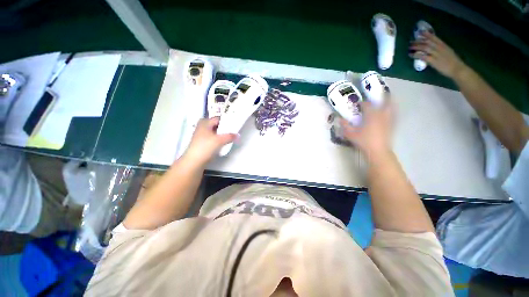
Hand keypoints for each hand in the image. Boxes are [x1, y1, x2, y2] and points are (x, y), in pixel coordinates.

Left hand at [184, 117, 236, 164]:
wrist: (194, 161)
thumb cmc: (206, 147)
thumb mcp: (220, 140)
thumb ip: (230, 136)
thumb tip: (238, 135)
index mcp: (204, 123)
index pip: (217, 119)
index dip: (226, 121)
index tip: (234, 124)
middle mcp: (202, 127)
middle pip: (216, 125)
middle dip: (224, 128)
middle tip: (233, 130)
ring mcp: (201, 136)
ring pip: (214, 132)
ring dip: (222, 134)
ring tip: (230, 137)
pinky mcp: (202, 144)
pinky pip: (212, 138)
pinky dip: (218, 139)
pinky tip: (223, 143)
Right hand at [340, 101, 393, 156]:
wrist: (378, 151)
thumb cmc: (364, 141)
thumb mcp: (350, 134)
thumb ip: (345, 126)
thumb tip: (339, 119)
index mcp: (371, 115)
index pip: (366, 105)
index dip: (361, 103)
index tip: (357, 104)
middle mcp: (381, 114)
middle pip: (385, 101)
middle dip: (382, 97)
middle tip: (378, 95)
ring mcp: (388, 120)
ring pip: (392, 107)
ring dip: (389, 102)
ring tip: (387, 100)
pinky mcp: (392, 125)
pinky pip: (394, 114)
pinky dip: (392, 111)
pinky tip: (389, 113)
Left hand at [409, 31, 466, 78]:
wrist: (457, 69)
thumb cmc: (453, 62)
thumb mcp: (448, 52)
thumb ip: (441, 49)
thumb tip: (433, 47)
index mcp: (444, 45)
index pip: (434, 38)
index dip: (427, 34)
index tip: (420, 32)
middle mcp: (440, 48)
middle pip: (428, 42)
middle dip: (419, 41)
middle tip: (411, 41)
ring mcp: (437, 54)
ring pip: (425, 48)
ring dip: (416, 47)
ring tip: (409, 47)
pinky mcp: (434, 61)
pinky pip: (423, 56)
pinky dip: (417, 55)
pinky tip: (411, 55)